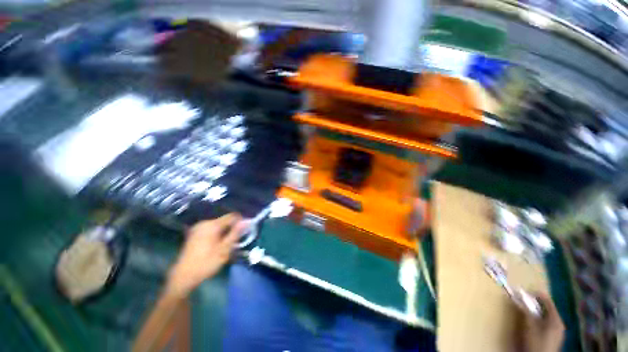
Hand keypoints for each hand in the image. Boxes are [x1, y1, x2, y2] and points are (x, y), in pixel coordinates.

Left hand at [165, 213, 246, 297]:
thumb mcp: (224, 249)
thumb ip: (235, 234)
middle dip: (232, 228)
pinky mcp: (195, 233)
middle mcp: (204, 223)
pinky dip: (217, 234)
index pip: (232, 216)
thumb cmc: (206, 263)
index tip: (244, 232)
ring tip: (227, 245)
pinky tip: (217, 245)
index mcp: (212, 225)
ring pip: (218, 225)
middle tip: (235, 241)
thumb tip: (246, 221)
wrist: (183, 277)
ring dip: (225, 232)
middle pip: (225, 220)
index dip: (240, 222)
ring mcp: (198, 228)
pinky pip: (211, 229)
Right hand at [517, 293, 564, 351]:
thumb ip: (525, 311)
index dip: (535, 295)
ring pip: (545, 316)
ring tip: (524, 309)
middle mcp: (559, 323)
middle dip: (534, 304)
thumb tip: (517, 297)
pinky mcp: (553, 336)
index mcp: (556, 319)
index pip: (547, 301)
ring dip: (535, 311)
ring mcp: (557, 331)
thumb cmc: (536, 342)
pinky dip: (538, 318)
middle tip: (522, 300)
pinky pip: (546, 322)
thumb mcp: (529, 326)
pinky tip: (531, 321)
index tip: (523, 291)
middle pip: (546, 308)